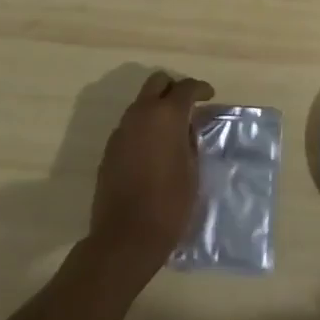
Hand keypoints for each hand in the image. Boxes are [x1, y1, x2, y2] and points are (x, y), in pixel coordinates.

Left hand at [87, 71, 212, 278]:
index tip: (210, 96)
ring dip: (157, 107)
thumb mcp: (192, 168)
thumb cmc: (170, 203)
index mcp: (166, 115)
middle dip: (174, 88)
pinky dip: (144, 126)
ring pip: (141, 102)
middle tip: (188, 105)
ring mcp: (121, 130)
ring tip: (172, 129)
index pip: (186, 87)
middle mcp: (141, 114)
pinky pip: (130, 124)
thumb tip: (187, 127)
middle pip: (157, 82)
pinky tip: (154, 148)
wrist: (126, 237)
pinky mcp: (109, 149)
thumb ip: (190, 139)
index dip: (200, 89)